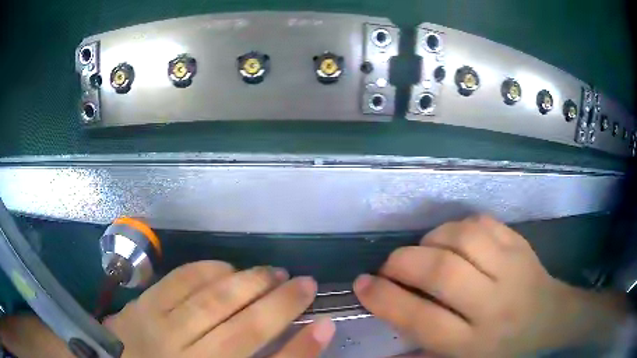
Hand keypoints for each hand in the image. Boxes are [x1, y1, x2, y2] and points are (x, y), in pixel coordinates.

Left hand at [104, 261, 334, 357]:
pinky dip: (208, 270)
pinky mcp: (140, 306)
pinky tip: (228, 268)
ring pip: (211, 301)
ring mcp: (158, 329)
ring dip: (249, 283)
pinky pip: (179, 281)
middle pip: (242, 330)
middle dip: (281, 304)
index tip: (326, 325)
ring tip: (274, 272)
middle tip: (305, 283)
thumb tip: (292, 342)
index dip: (301, 350)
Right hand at [354, 215, 628, 356]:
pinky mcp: (519, 242)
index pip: (422, 320)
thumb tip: (381, 341)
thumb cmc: (504, 348)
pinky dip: (455, 227)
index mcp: (475, 342)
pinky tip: (451, 240)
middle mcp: (494, 304)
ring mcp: (512, 267)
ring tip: (422, 252)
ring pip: (461, 239)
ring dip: (429, 240)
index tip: (361, 285)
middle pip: (442, 273)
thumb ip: (423, 354)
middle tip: (388, 266)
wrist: (550, 319)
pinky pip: (480, 222)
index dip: (385, 299)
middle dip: (402, 263)